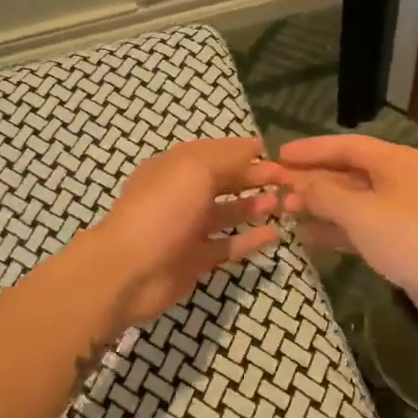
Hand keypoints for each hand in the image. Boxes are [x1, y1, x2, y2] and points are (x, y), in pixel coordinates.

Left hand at [85, 136, 281, 328]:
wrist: (130, 270)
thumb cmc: (162, 209)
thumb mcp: (195, 169)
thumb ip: (227, 157)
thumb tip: (254, 147)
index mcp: (175, 167)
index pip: (215, 152)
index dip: (243, 151)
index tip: (276, 153)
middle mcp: (182, 194)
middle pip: (223, 181)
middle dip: (253, 177)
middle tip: (287, 180)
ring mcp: (188, 228)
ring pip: (227, 213)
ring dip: (254, 205)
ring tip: (284, 203)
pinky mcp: (196, 259)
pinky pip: (228, 245)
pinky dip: (250, 239)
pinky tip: (275, 234)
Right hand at [255, 135, 417, 338]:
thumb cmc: (413, 237)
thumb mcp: (361, 212)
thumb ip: (324, 195)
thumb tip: (296, 182)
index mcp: (395, 161)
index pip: (346, 146)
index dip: (310, 150)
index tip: (278, 156)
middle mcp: (399, 181)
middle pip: (347, 173)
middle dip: (311, 180)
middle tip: (273, 187)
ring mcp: (402, 213)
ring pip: (352, 203)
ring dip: (320, 206)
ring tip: (284, 211)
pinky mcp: (402, 243)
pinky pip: (361, 229)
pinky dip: (336, 231)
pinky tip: (309, 237)